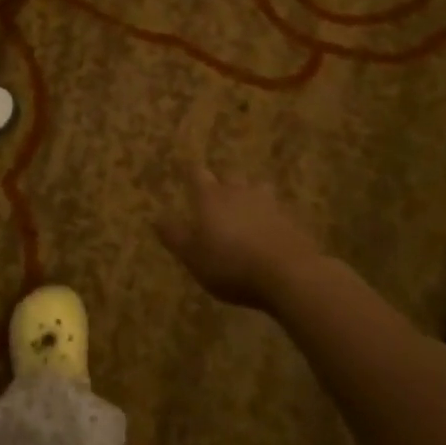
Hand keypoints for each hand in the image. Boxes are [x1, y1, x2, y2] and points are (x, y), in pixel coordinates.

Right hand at [154, 165, 320, 311]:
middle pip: (229, 177)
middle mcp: (239, 192)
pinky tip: (267, 231)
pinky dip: (268, 216)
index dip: (190, 172)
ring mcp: (268, 204)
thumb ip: (174, 236)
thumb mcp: (192, 256)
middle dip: (221, 184)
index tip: (185, 170)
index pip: (196, 173)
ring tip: (245, 209)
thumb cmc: (230, 264)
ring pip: (256, 189)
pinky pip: (275, 211)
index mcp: (211, 197)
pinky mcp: (290, 220)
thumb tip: (155, 217)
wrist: (288, 274)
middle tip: (215, 195)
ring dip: (249, 196)